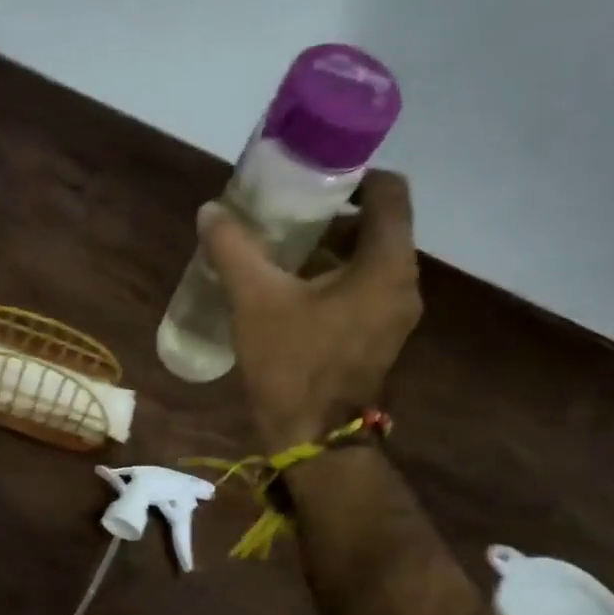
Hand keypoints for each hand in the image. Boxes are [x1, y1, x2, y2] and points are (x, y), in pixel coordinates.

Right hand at [199, 170, 420, 449]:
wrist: (313, 440)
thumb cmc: (293, 364)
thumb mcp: (255, 300)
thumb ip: (233, 249)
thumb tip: (211, 211)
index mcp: (385, 265)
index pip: (390, 192)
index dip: (355, 175)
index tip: (314, 176)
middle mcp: (402, 283)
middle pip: (378, 225)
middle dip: (333, 213)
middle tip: (287, 210)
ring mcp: (395, 314)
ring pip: (369, 259)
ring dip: (331, 247)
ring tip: (282, 246)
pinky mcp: (379, 337)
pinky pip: (363, 288)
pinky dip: (334, 277)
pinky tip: (291, 286)